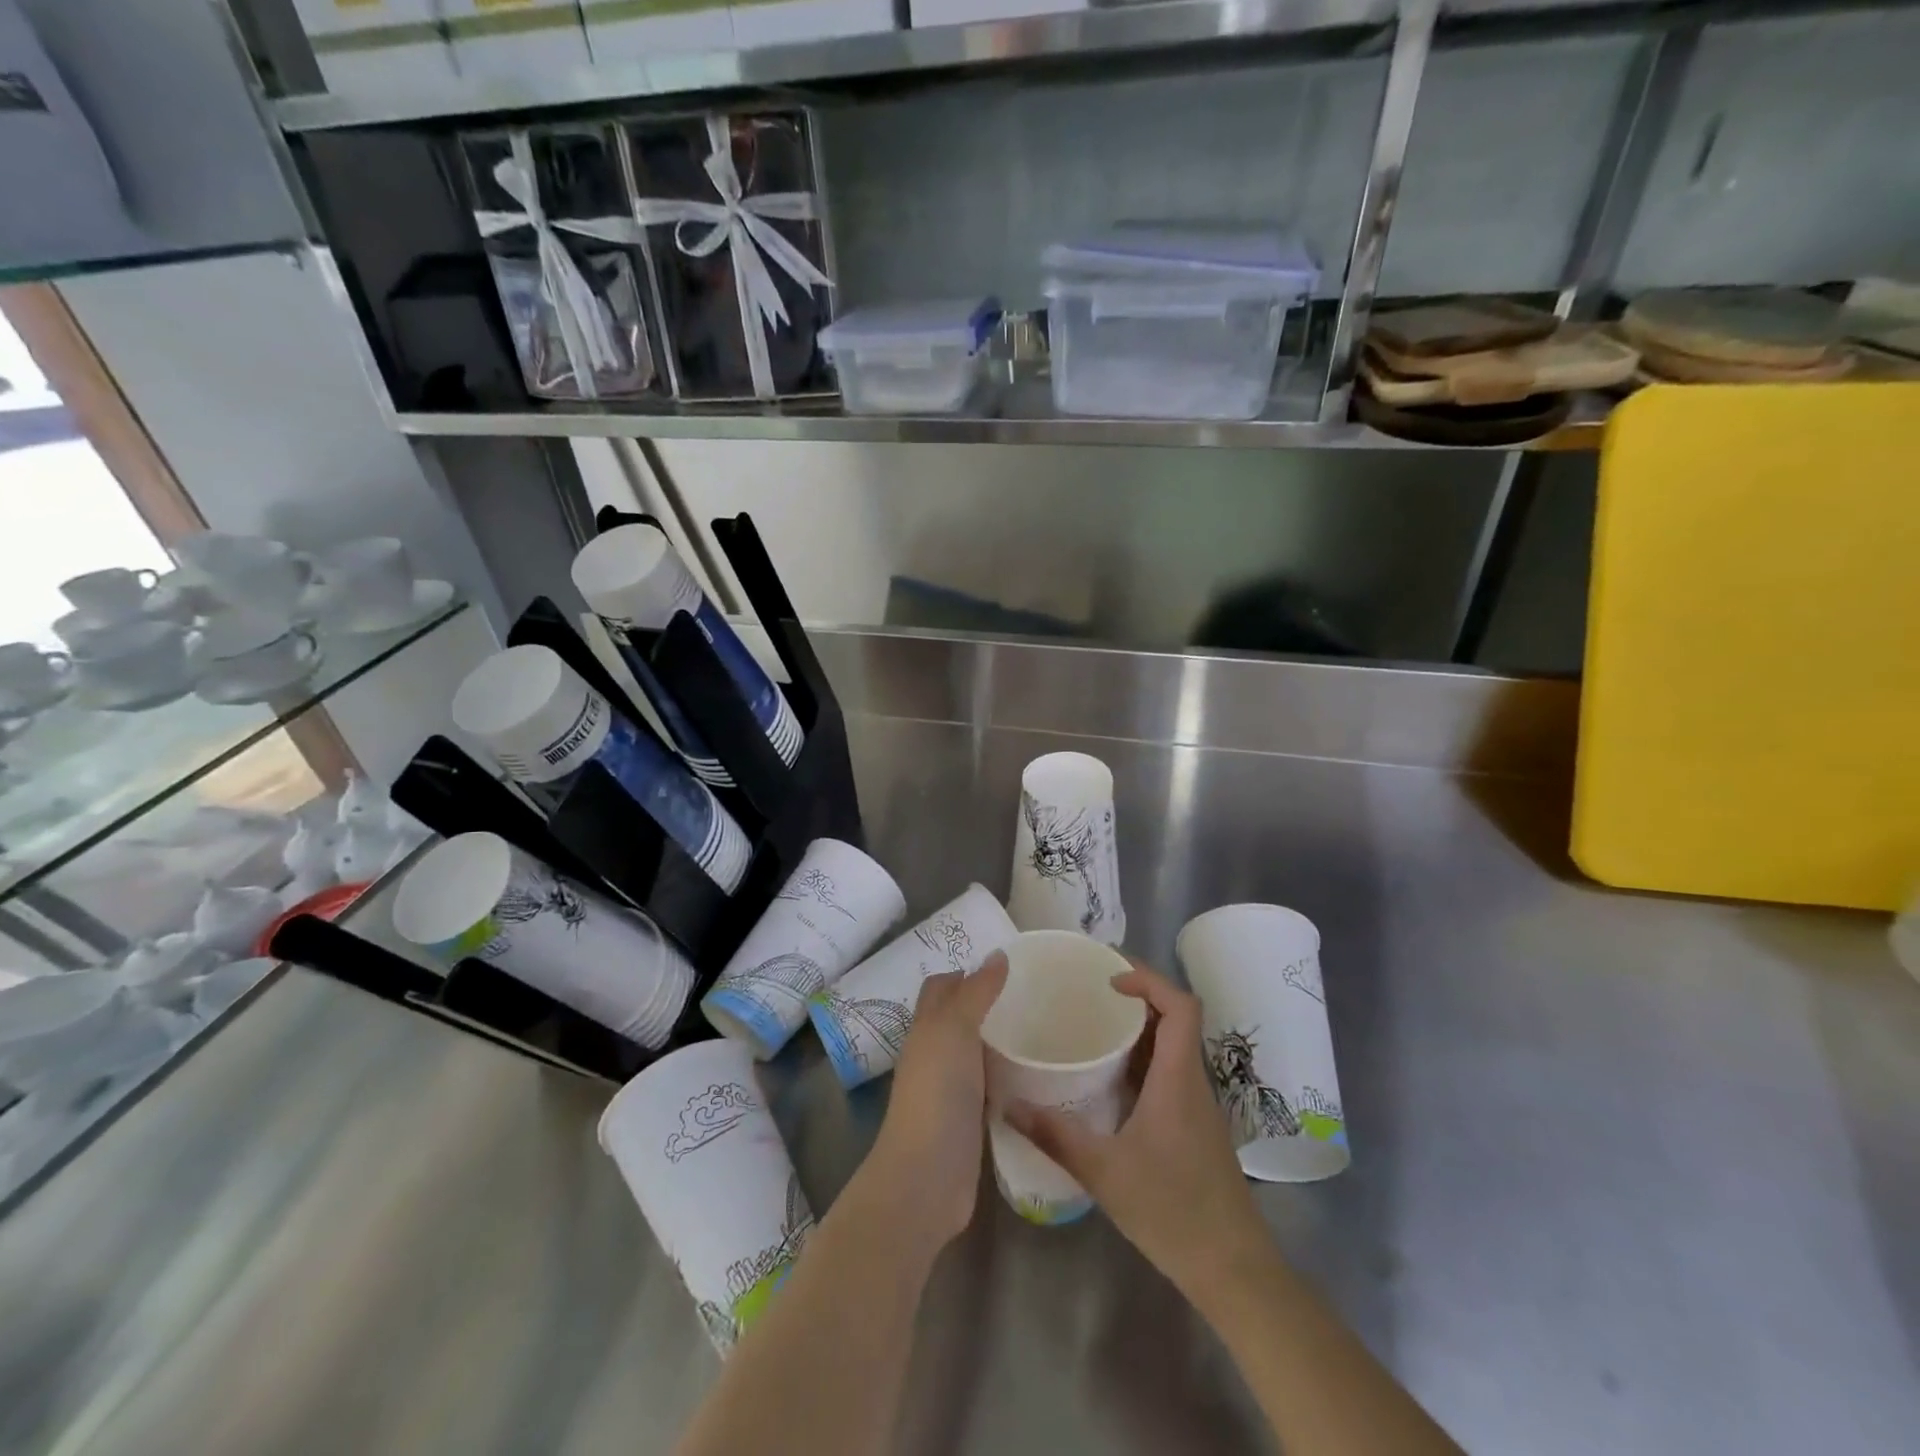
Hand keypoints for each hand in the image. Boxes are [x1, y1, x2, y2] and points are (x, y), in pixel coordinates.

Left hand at [862, 951, 1008, 1252]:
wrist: (927, 1177)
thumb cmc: (937, 1093)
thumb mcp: (955, 1030)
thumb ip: (976, 992)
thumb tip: (998, 954)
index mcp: (926, 1028)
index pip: (941, 987)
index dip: (965, 973)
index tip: (1004, 966)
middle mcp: (934, 1054)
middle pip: (958, 1018)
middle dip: (987, 1004)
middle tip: (1032, 995)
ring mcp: (950, 1090)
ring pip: (976, 1053)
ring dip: (1001, 1041)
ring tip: (1042, 1029)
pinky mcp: (969, 1121)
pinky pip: (990, 1086)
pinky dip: (1009, 1076)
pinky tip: (1037, 1074)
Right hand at [1007, 966, 1269, 1300]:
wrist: (1233, 1269)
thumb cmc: (1172, 1211)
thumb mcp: (1104, 1172)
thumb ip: (1054, 1136)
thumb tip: (1007, 1104)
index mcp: (1178, 1078)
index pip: (1181, 1006)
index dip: (1149, 980)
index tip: (1109, 980)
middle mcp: (1192, 1081)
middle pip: (1176, 1019)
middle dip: (1137, 997)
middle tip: (1090, 994)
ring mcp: (1197, 1106)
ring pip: (1173, 1047)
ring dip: (1139, 1029)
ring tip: (1093, 1027)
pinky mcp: (1195, 1127)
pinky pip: (1169, 1074)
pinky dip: (1142, 1060)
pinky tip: (1110, 1081)